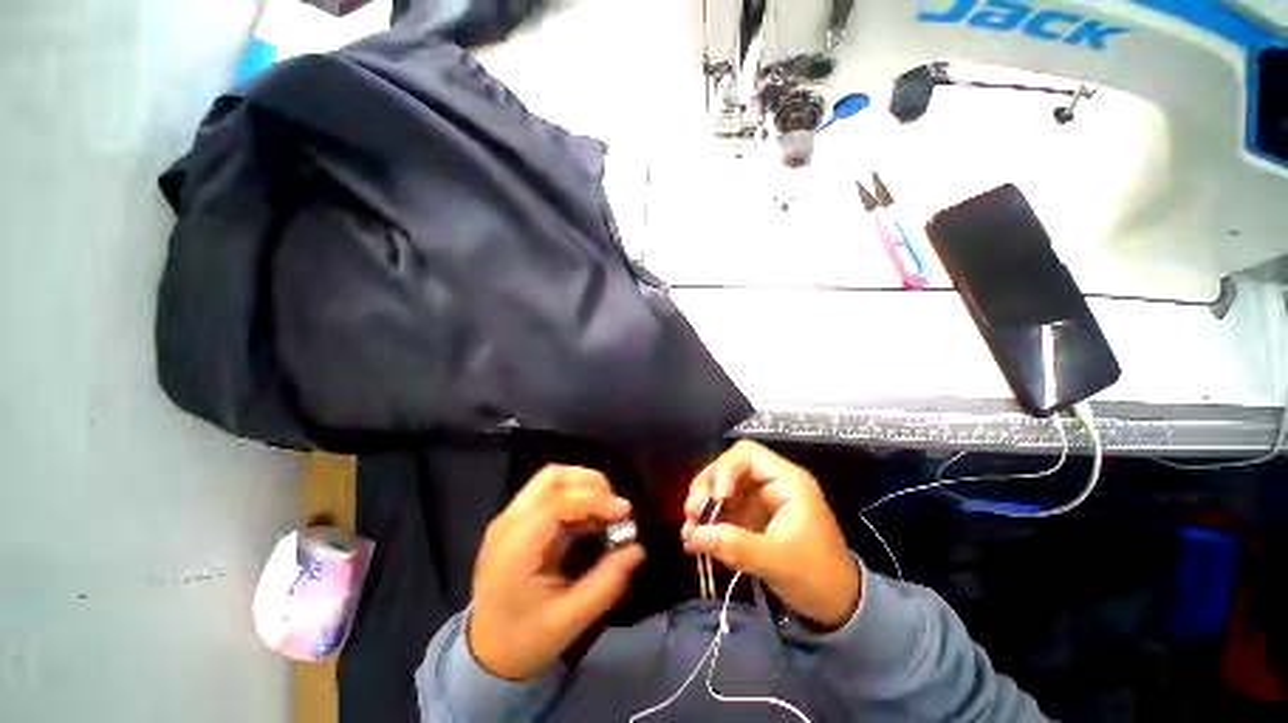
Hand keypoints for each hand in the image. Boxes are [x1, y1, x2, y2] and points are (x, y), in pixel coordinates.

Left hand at [468, 465, 644, 680]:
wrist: (486, 654)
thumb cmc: (523, 641)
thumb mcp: (569, 621)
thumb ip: (606, 583)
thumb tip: (637, 549)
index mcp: (514, 548)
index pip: (556, 502)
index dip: (594, 499)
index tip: (625, 513)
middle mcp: (508, 523)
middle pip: (553, 477)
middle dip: (590, 484)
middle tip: (615, 508)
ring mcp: (510, 519)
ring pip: (552, 480)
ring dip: (584, 487)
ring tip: (606, 512)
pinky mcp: (518, 521)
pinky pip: (551, 494)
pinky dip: (576, 498)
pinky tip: (591, 519)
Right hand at [682, 441, 859, 630]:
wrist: (837, 608)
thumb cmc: (818, 577)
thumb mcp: (778, 562)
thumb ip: (736, 546)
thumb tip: (693, 534)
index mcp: (786, 481)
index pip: (747, 454)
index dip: (726, 469)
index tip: (717, 498)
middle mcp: (770, 483)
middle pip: (729, 468)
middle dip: (707, 487)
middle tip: (691, 512)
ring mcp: (759, 500)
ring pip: (721, 488)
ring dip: (703, 505)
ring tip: (689, 530)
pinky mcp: (751, 518)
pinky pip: (723, 510)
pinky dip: (708, 522)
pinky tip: (695, 539)